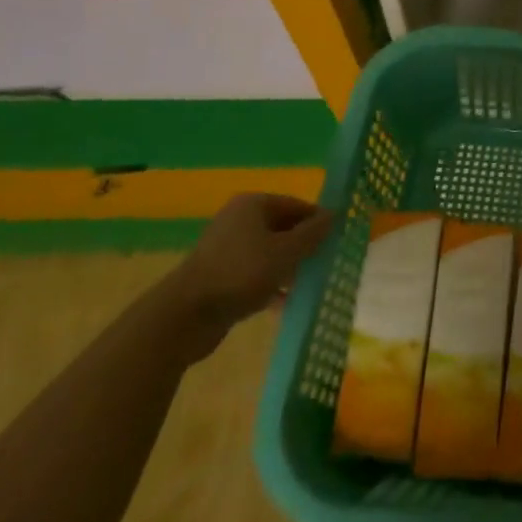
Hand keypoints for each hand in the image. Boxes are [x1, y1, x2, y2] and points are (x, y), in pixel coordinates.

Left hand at [159, 194, 336, 361]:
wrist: (184, 317)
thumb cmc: (241, 273)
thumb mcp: (286, 252)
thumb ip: (312, 234)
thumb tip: (333, 215)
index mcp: (253, 205)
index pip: (296, 205)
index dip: (318, 221)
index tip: (337, 239)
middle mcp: (239, 221)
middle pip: (282, 228)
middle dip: (304, 246)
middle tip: (326, 262)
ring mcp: (227, 250)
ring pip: (270, 253)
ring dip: (290, 268)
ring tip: (311, 284)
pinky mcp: (220, 277)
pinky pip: (255, 274)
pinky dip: (271, 285)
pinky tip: (286, 303)